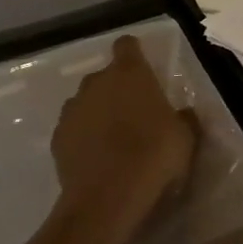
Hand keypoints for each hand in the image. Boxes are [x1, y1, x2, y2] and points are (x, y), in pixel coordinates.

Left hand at [51, 36, 200, 242]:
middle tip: (136, 114)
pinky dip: (83, 138)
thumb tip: (183, 113)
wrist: (107, 198)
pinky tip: (97, 159)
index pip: (127, 45)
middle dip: (117, 90)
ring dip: (98, 113)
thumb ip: (184, 118)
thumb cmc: (154, 156)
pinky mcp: (57, 138)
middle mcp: (96, 83)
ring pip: (86, 102)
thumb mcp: (185, 137)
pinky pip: (73, 129)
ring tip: (114, 140)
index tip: (144, 70)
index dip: (134, 55)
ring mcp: (72, 110)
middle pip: (105, 76)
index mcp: (129, 73)